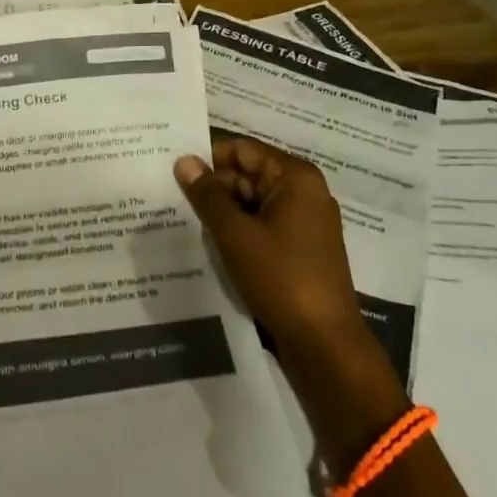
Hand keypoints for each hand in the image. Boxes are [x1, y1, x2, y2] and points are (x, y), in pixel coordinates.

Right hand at [173, 135, 365, 354]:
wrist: (326, 346)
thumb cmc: (282, 279)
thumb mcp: (236, 235)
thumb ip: (208, 195)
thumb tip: (184, 160)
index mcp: (295, 177)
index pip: (244, 150)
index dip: (208, 155)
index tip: (173, 165)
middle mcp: (304, 192)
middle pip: (249, 174)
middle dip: (213, 185)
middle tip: (171, 193)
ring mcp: (305, 222)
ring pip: (254, 202)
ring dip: (224, 210)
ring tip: (183, 216)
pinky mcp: (301, 249)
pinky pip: (263, 225)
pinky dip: (239, 230)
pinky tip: (210, 241)